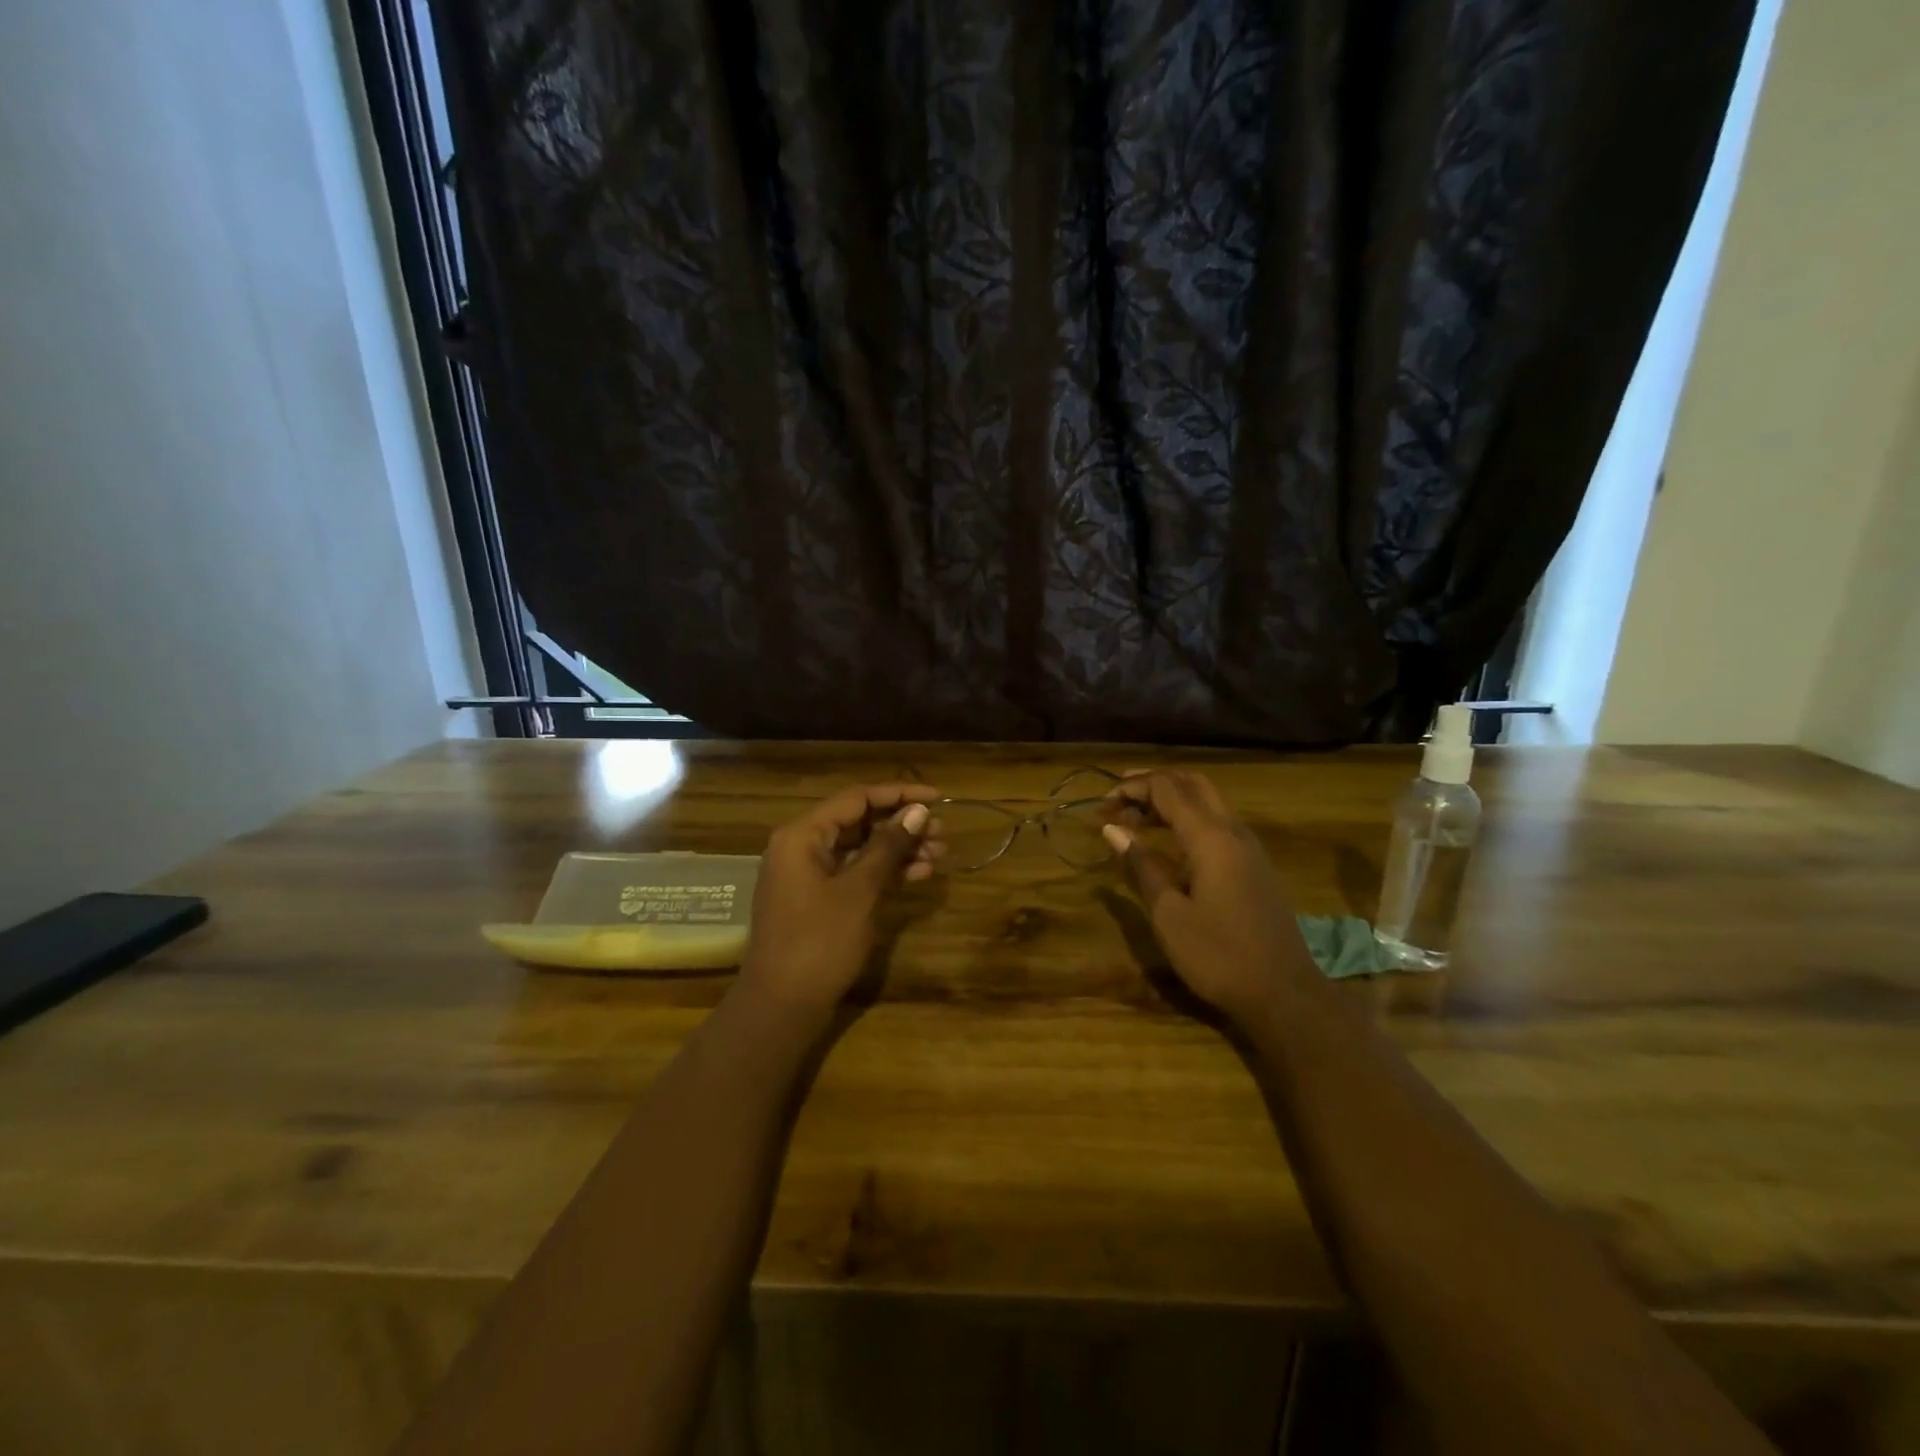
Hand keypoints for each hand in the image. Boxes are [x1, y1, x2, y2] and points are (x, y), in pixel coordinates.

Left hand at [740, 783, 941, 1016]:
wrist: (782, 1006)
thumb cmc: (819, 942)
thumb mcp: (859, 890)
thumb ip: (888, 847)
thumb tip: (918, 811)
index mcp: (802, 835)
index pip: (856, 798)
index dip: (899, 794)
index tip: (938, 798)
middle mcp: (801, 846)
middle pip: (858, 821)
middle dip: (901, 824)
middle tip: (943, 832)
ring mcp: (807, 874)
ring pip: (859, 848)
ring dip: (898, 849)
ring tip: (939, 853)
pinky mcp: (816, 899)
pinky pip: (854, 872)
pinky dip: (884, 871)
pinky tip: (919, 874)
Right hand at [1102, 771, 1313, 1023]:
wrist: (1283, 993)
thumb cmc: (1218, 955)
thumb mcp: (1169, 913)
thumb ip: (1142, 865)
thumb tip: (1113, 830)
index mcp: (1210, 838)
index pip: (1167, 789)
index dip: (1132, 788)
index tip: (1102, 807)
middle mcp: (1233, 831)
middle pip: (1192, 784)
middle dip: (1153, 783)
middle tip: (1119, 798)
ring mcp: (1249, 847)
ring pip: (1208, 800)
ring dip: (1172, 799)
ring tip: (1136, 816)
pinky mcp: (1254, 865)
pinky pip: (1218, 821)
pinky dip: (1189, 817)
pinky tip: (1169, 840)